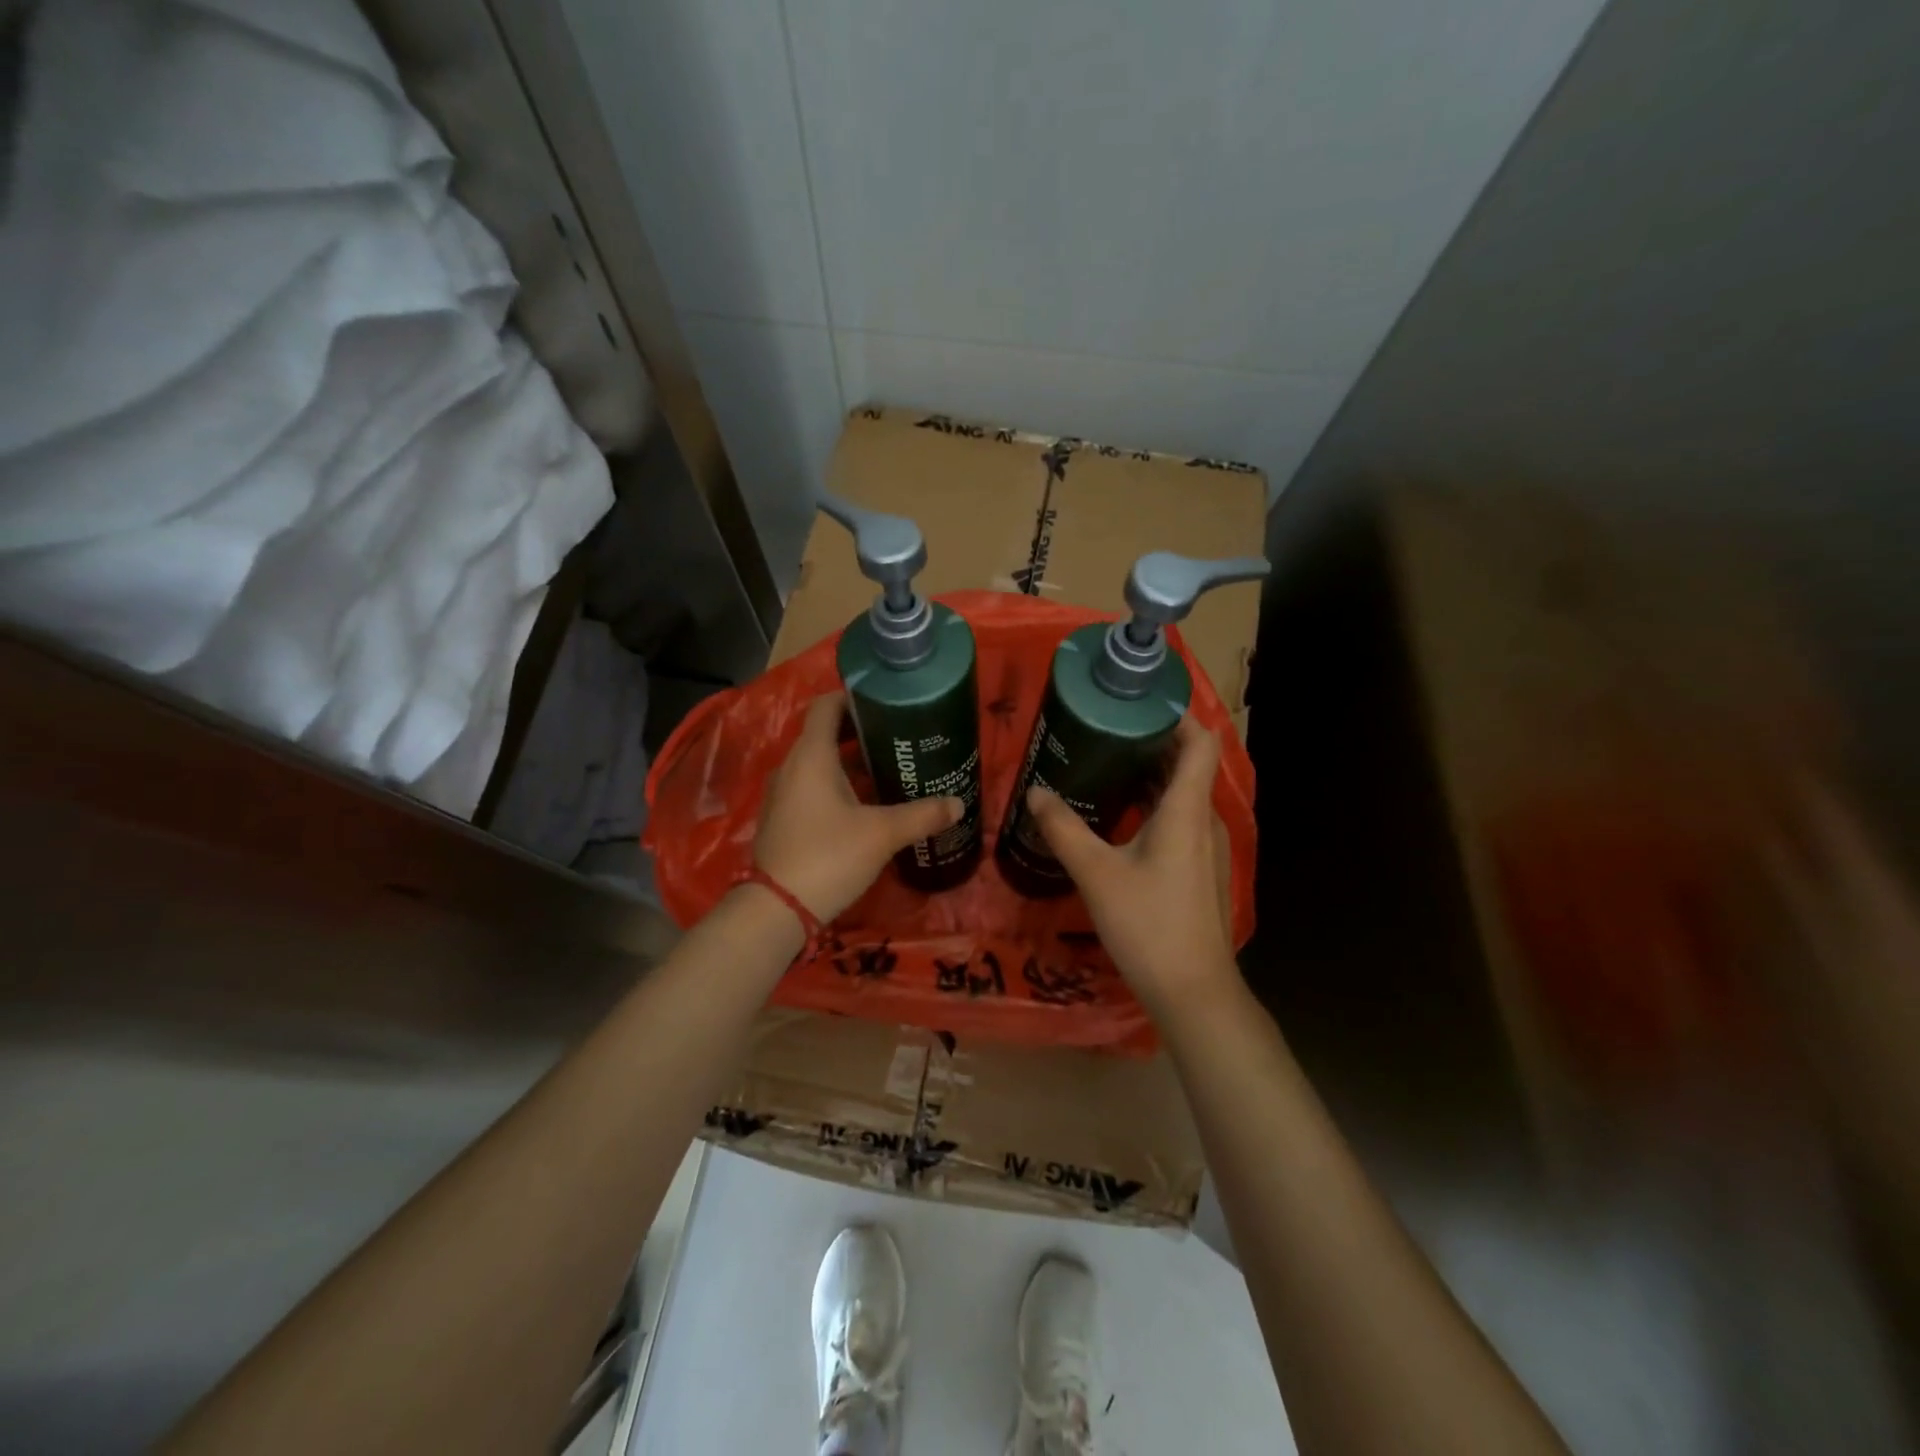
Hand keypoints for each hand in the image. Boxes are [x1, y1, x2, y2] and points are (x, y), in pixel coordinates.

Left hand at [755, 695, 962, 921]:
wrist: (779, 908)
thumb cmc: (829, 856)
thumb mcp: (882, 834)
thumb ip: (922, 815)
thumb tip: (959, 804)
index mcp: (811, 756)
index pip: (826, 706)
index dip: (854, 697)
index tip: (885, 701)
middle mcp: (793, 767)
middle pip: (825, 733)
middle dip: (861, 731)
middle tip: (899, 735)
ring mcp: (785, 793)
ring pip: (820, 762)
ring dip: (851, 760)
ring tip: (890, 765)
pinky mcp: (784, 818)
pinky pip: (813, 786)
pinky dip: (838, 783)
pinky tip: (867, 801)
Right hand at [1025, 715, 1236, 1017]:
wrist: (1193, 992)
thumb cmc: (1148, 925)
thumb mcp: (1097, 874)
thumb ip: (1064, 829)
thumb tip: (1034, 792)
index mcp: (1187, 810)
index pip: (1200, 742)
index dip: (1175, 716)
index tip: (1135, 705)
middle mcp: (1204, 820)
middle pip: (1187, 764)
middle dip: (1149, 742)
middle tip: (1102, 731)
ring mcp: (1206, 847)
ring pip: (1181, 794)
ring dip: (1148, 775)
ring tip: (1103, 765)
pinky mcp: (1199, 869)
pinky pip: (1178, 820)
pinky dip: (1151, 805)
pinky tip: (1116, 817)